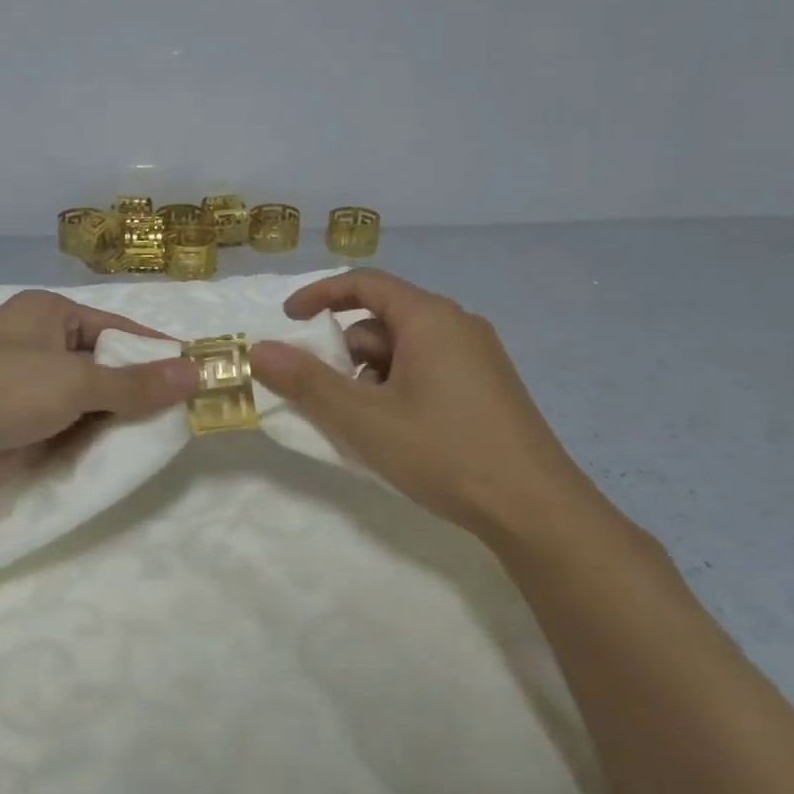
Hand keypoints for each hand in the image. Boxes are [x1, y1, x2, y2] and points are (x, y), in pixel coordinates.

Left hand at [0, 290, 197, 513]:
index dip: (158, 352)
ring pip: (92, 403)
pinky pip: (73, 432)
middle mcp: (42, 347)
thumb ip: (135, 383)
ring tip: (169, 438)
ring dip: (121, 420)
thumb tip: (197, 373)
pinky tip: (129, 456)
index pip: (119, 329)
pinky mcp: (24, 430)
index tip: (199, 375)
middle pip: (108, 366)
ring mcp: (31, 391)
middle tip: (190, 414)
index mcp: (50, 315)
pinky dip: (96, 443)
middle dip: (143, 390)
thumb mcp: (74, 381)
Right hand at [248, 271, 597, 542]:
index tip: (289, 320)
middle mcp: (458, 325)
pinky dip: (399, 387)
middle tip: (328, 394)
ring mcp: (478, 356)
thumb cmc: (444, 451)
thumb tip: (258, 350)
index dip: (321, 295)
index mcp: (430, 318)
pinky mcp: (488, 386)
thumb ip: (307, 382)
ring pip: (405, 348)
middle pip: (383, 319)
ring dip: (371, 375)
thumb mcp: (364, 418)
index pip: (365, 283)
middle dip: (346, 352)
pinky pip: (428, 368)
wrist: (535, 510)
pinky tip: (398, 431)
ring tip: (365, 423)